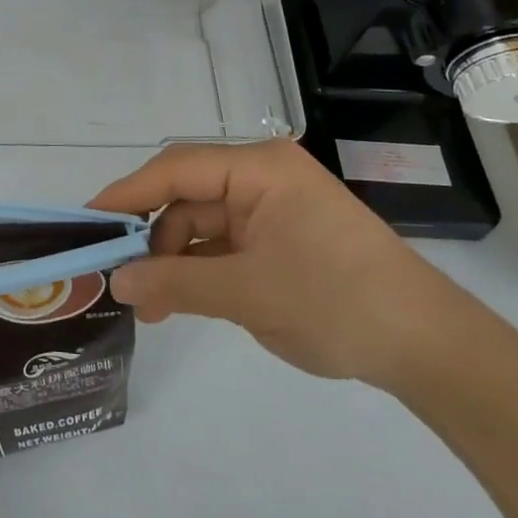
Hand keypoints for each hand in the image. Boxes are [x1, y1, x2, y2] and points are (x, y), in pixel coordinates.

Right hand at [89, 140, 468, 385]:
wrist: (430, 349)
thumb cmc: (338, 302)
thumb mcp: (248, 293)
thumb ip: (176, 282)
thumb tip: (116, 282)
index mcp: (258, 168)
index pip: (175, 169)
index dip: (127, 194)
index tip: (86, 222)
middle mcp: (261, 178)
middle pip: (186, 196)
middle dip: (151, 237)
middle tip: (118, 277)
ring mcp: (272, 209)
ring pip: (201, 225)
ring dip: (174, 261)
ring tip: (151, 307)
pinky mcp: (280, 239)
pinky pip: (223, 246)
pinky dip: (199, 271)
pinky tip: (178, 303)